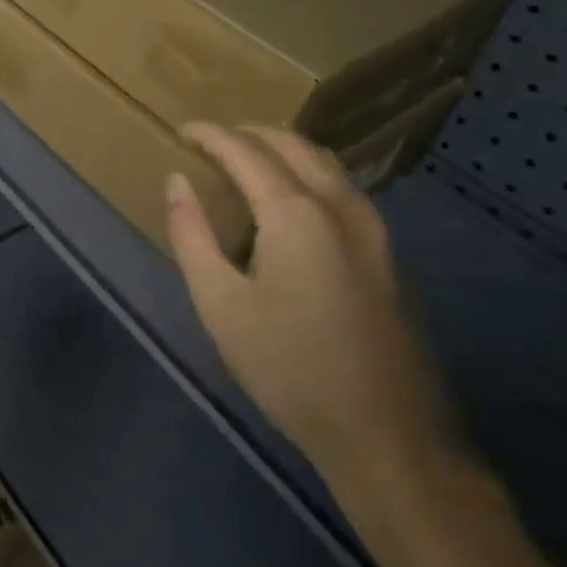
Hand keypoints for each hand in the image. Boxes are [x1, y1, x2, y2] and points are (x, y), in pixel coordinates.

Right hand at [167, 124, 459, 487]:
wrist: (389, 436)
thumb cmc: (290, 369)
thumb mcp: (221, 304)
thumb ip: (192, 234)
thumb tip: (177, 182)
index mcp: (295, 212)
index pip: (244, 150)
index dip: (210, 135)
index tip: (181, 131)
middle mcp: (339, 205)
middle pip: (290, 144)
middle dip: (247, 133)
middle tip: (210, 143)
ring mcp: (373, 227)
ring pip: (323, 161)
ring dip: (281, 149)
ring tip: (245, 161)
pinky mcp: (387, 252)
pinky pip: (341, 186)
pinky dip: (306, 172)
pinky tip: (290, 199)